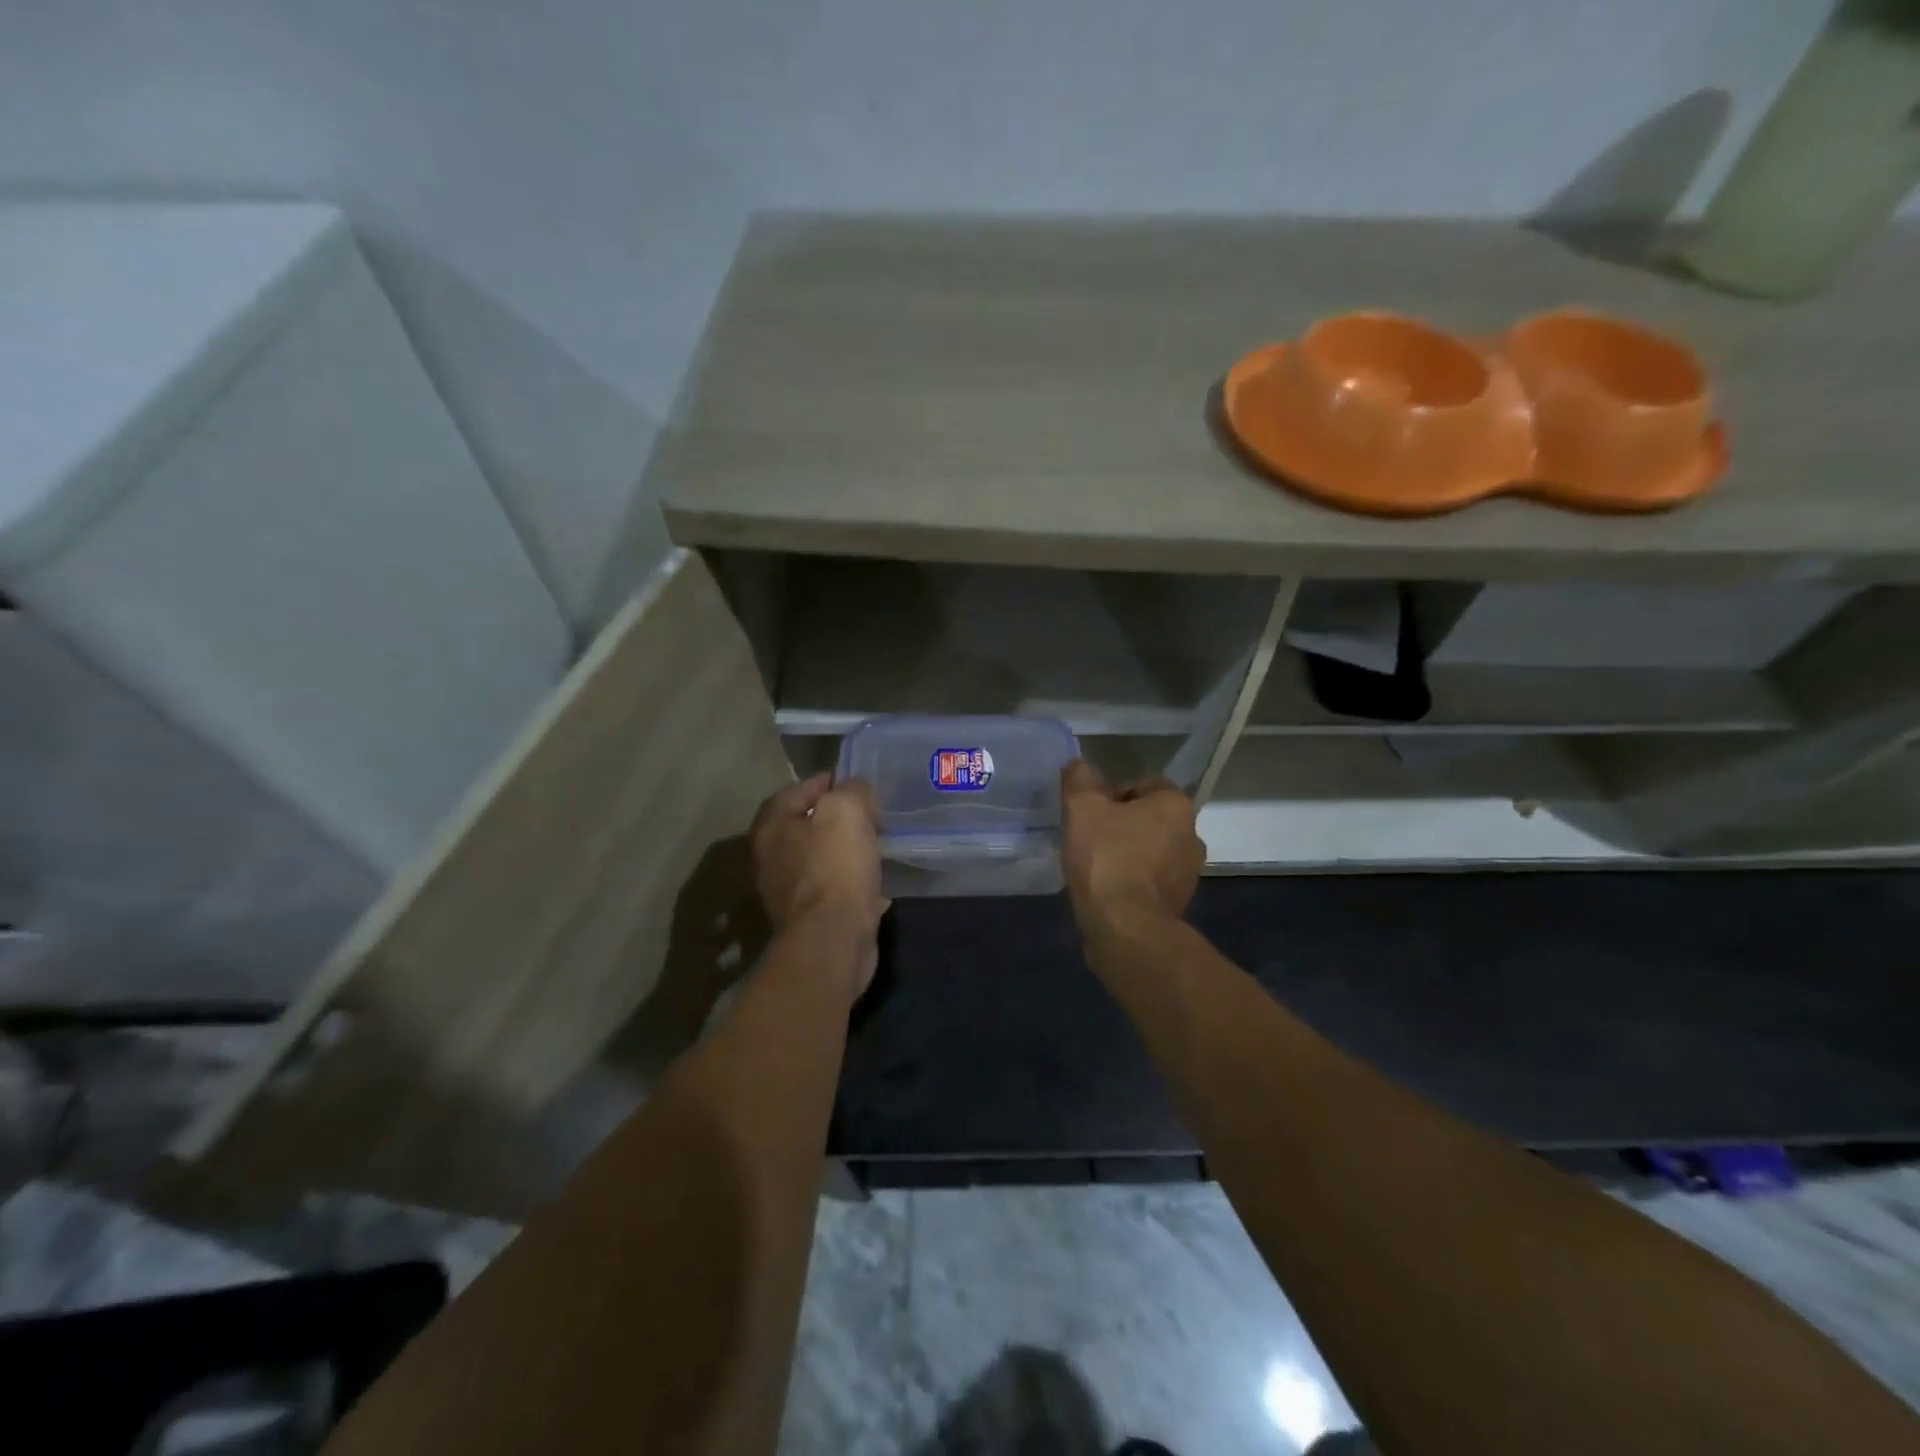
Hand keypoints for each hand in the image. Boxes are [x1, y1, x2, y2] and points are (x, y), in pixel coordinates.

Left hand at [751, 774, 887, 996]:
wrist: (832, 939)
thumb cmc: (834, 867)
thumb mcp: (847, 811)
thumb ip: (852, 790)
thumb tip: (856, 790)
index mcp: (771, 827)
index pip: (796, 790)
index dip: (826, 782)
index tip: (855, 782)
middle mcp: (770, 857)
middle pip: (805, 825)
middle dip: (835, 818)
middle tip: (868, 813)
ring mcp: (787, 891)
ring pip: (819, 858)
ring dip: (843, 850)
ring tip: (873, 844)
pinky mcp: (808, 917)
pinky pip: (832, 887)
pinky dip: (850, 881)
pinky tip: (873, 880)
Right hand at [1060, 760, 1203, 930]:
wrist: (1124, 926)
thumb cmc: (1106, 857)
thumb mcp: (1081, 807)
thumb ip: (1079, 779)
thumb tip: (1078, 767)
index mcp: (1176, 805)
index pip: (1142, 784)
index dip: (1110, 795)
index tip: (1089, 814)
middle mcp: (1193, 835)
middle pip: (1148, 818)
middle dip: (1120, 825)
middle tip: (1088, 838)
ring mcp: (1189, 873)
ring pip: (1150, 850)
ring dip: (1127, 853)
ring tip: (1094, 866)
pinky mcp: (1179, 904)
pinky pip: (1150, 880)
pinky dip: (1131, 881)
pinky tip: (1106, 890)